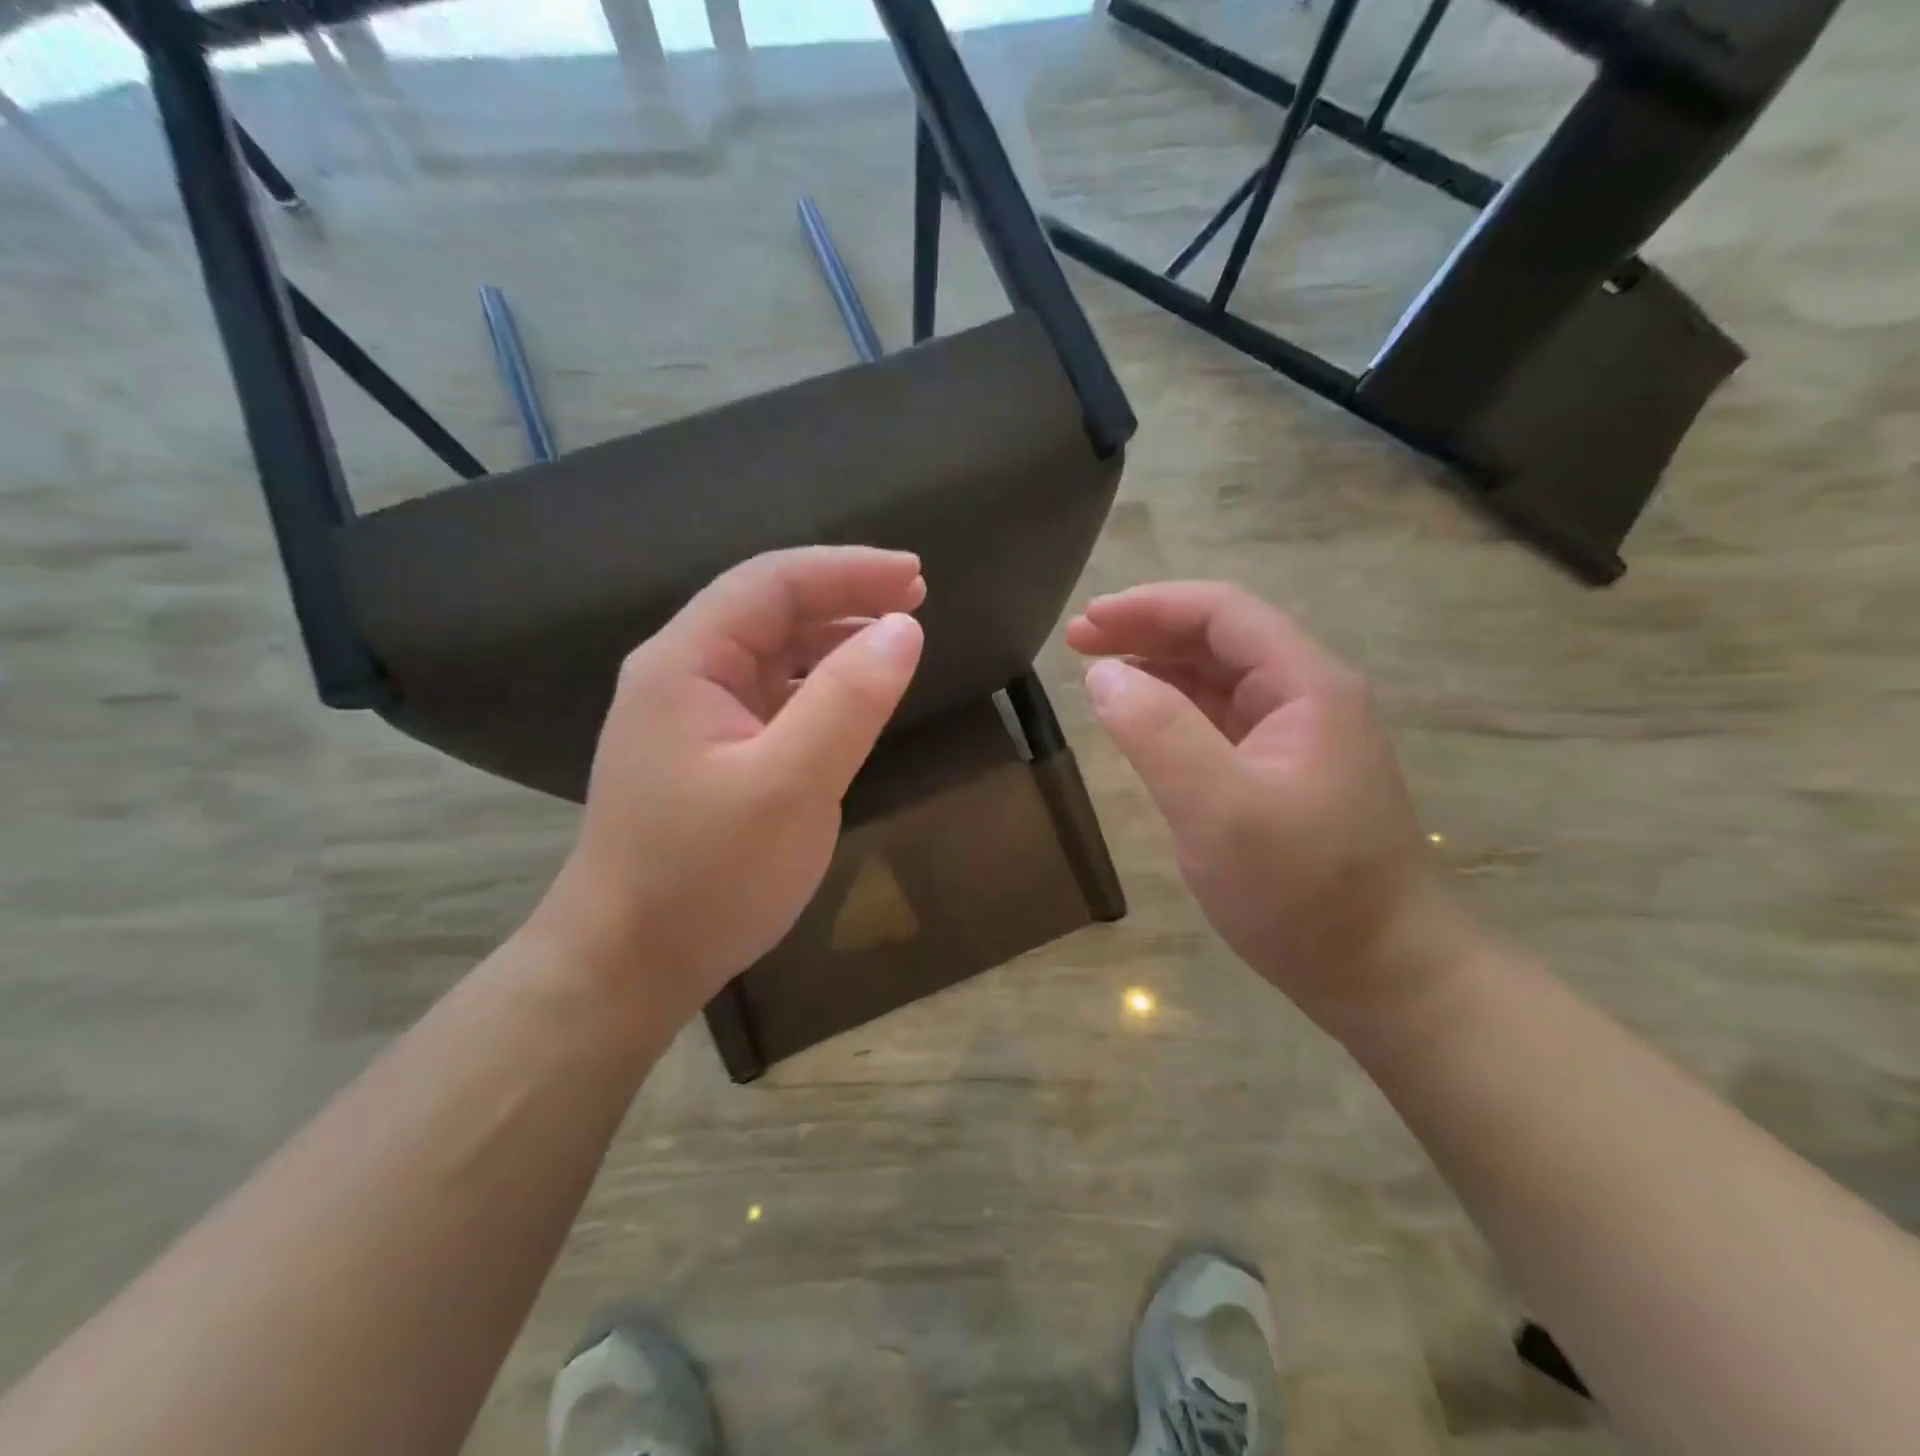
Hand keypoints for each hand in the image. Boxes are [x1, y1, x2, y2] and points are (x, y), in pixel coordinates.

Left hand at [531, 547, 925, 1032]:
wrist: (630, 965)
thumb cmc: (705, 876)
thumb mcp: (789, 786)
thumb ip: (848, 701)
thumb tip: (904, 629)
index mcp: (685, 663)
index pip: (771, 583)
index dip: (847, 570)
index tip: (917, 578)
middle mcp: (683, 676)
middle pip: (769, 610)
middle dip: (844, 597)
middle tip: (917, 603)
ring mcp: (694, 718)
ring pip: (773, 654)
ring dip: (834, 639)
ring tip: (895, 642)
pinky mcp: (711, 755)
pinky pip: (773, 698)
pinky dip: (820, 686)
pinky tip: (853, 699)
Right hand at [1068, 582, 1477, 1036]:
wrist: (1383, 974)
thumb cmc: (1304, 891)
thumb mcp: (1219, 809)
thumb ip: (1157, 733)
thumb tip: (1104, 674)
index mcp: (1306, 687)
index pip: (1222, 613)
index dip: (1149, 606)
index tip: (1087, 622)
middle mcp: (1306, 698)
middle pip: (1219, 640)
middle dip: (1147, 632)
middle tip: (1078, 644)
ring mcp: (1295, 739)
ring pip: (1217, 680)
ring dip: (1157, 668)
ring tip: (1098, 673)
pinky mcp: (1281, 775)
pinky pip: (1219, 723)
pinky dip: (1173, 710)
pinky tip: (1141, 721)